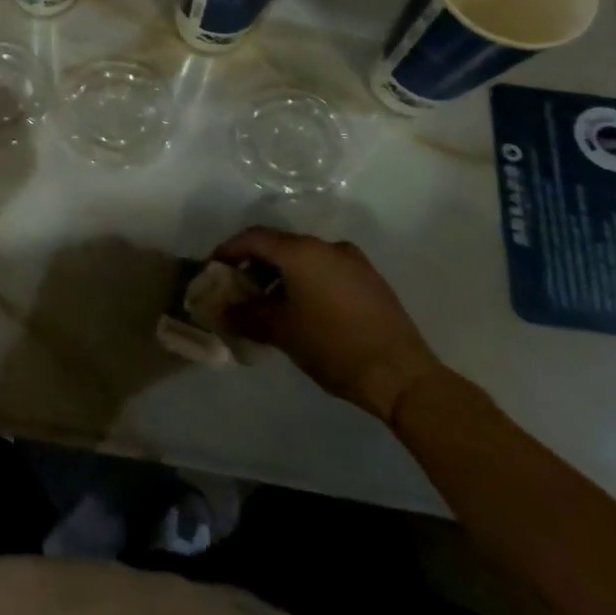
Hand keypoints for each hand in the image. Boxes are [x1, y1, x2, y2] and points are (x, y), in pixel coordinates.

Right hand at [216, 227, 442, 426]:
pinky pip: (327, 270)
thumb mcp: (281, 331)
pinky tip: (303, 309)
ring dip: (282, 274)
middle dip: (255, 264)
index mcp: (301, 251)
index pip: (254, 238)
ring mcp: (353, 262)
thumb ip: (246, 315)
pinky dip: (307, 281)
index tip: (214, 267)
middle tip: (239, 287)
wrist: (402, 376)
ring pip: (305, 258)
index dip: (229, 249)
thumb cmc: (332, 346)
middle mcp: (327, 247)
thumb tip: (221, 311)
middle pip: (280, 245)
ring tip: (269, 303)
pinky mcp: (371, 281)